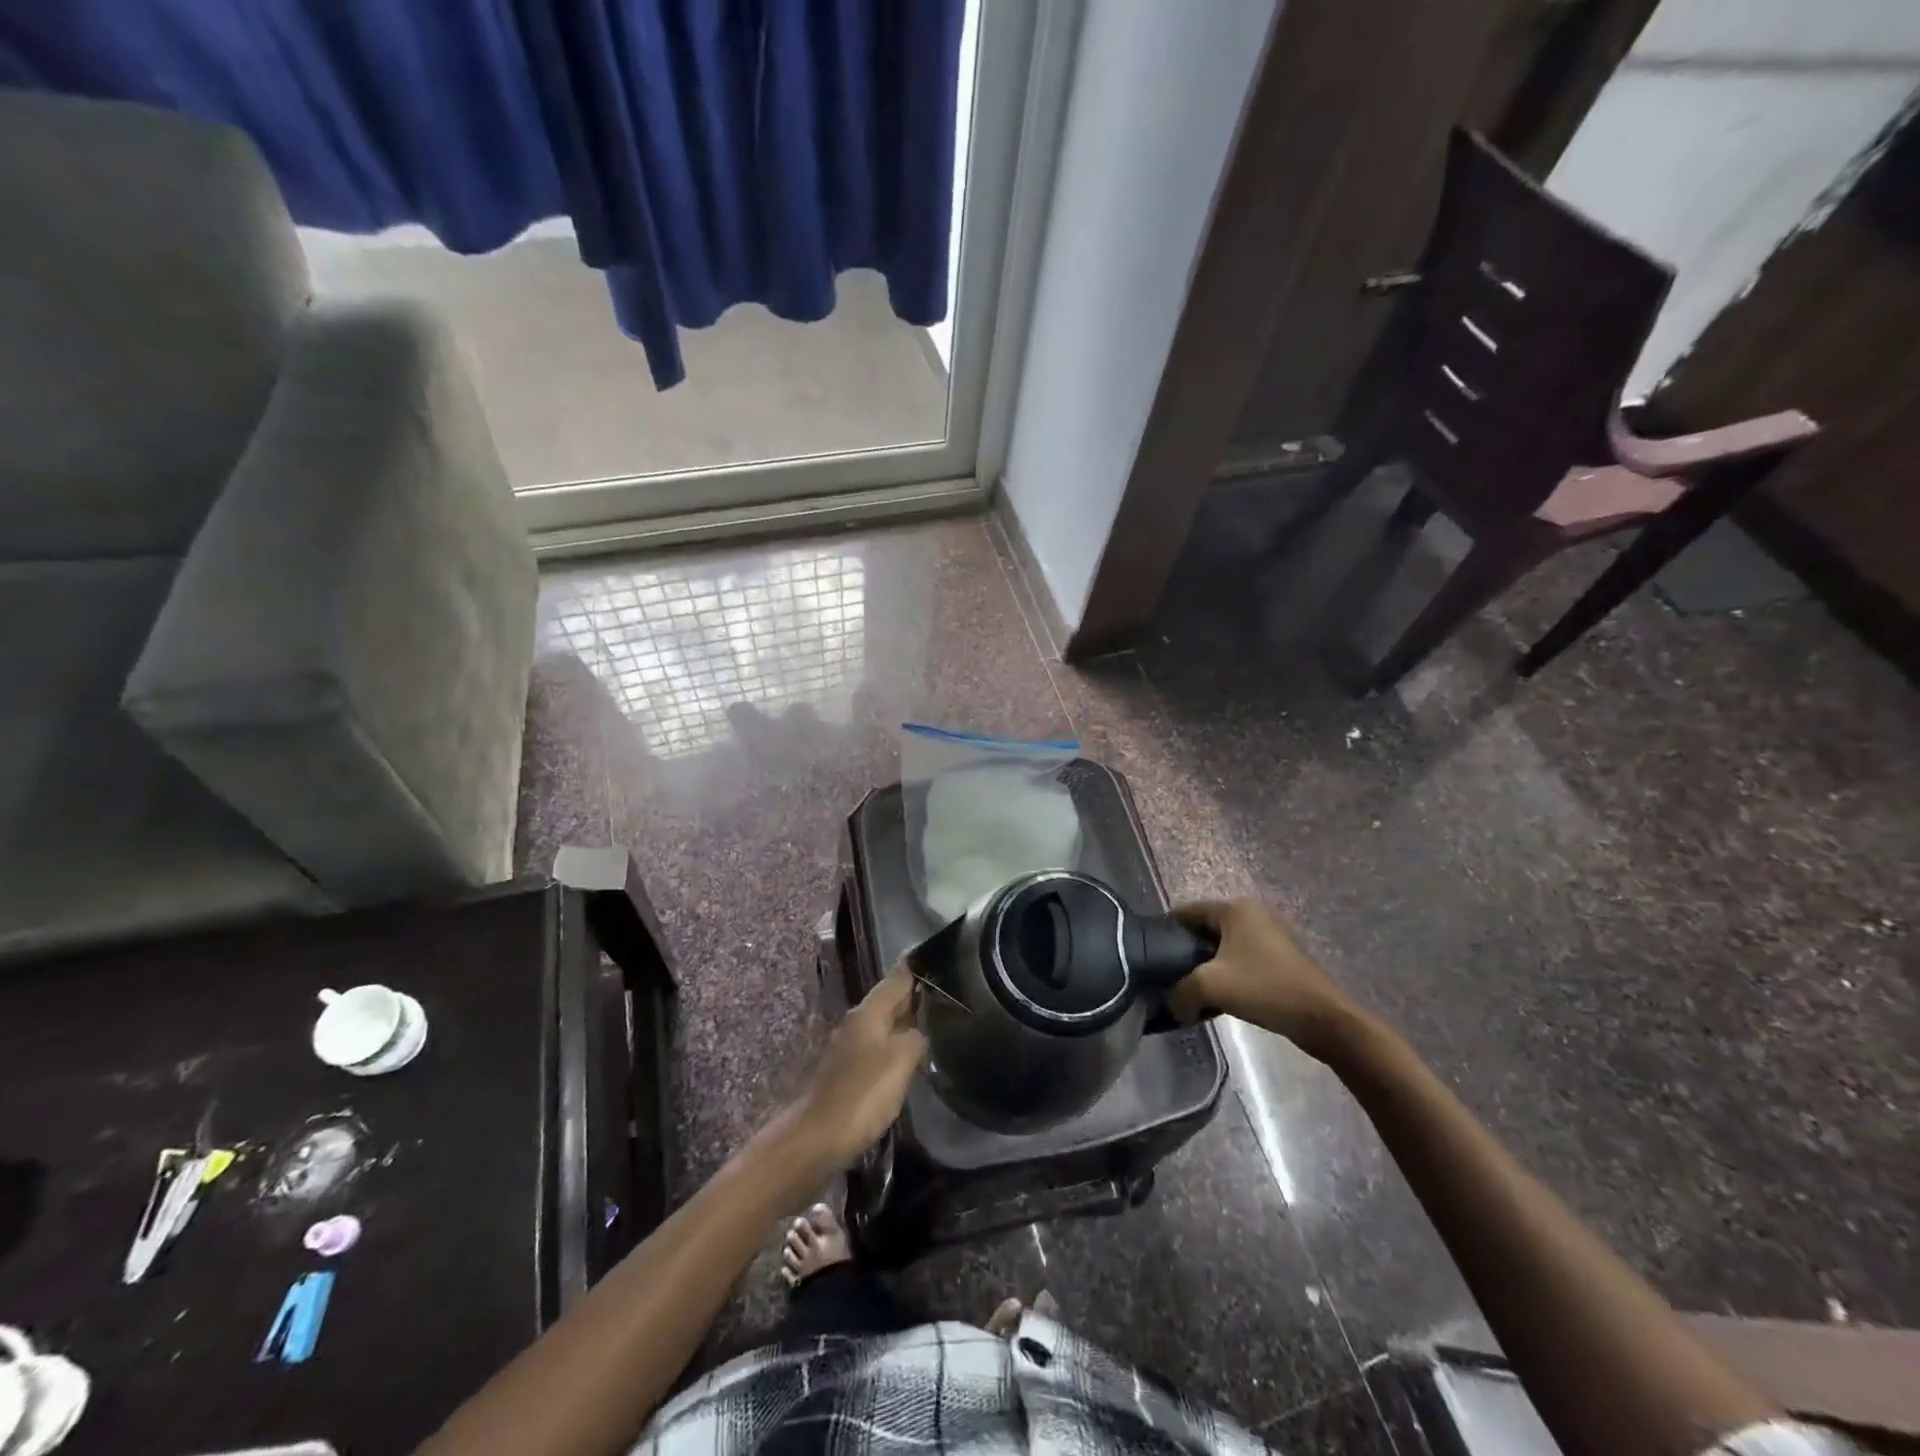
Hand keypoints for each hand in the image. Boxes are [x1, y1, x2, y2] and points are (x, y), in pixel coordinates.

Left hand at [792, 965, 927, 1171]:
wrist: (818, 1138)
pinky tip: (910, 1059)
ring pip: (884, 1025)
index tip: (942, 961)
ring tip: (935, 1025)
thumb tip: (920, 1032)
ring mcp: (848, 1047)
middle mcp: (856, 1022)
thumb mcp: (901, 1060)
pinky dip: (895, 1047)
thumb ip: (916, 1038)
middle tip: (948, 995)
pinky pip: (877, 1049)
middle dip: (915, 997)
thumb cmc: (862, 1094)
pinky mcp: (847, 1073)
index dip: (918, 969)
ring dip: (905, 1024)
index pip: (897, 978)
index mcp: (868, 1012)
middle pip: (890, 1001)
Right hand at [1165, 899, 1356, 1058]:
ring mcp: (1270, 932)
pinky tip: (1221, 993)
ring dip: (1208, 962)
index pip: (1187, 912)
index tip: (1151, 955)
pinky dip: (1228, 969)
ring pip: (1224, 944)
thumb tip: (1172, 1004)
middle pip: (1205, 927)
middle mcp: (1252, 912)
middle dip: (1186, 949)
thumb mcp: (1211, 986)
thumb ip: (1181, 991)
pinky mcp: (1280, 954)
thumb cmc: (1264, 988)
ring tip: (1192, 986)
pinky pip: (1242, 955)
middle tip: (1170, 974)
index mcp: (1234, 909)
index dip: (1166, 931)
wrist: (1322, 1018)